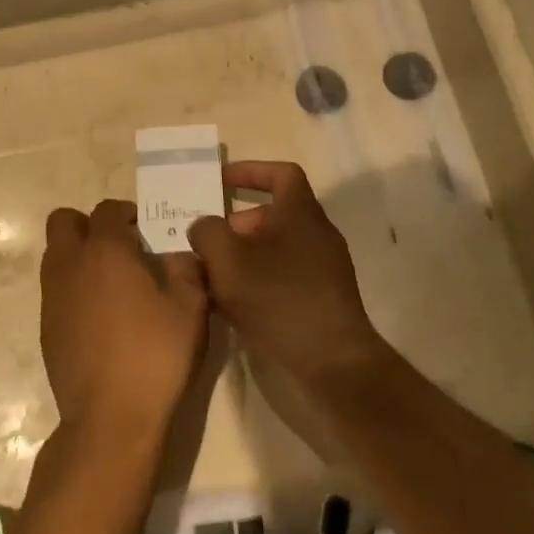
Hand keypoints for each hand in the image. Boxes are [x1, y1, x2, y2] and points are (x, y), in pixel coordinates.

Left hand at [40, 199, 209, 446]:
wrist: (110, 417)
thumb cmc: (155, 355)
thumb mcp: (190, 309)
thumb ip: (186, 270)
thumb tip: (178, 253)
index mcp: (105, 252)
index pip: (106, 210)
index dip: (126, 213)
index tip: (145, 229)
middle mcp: (70, 265)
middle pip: (63, 222)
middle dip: (88, 225)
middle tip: (120, 247)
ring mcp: (51, 297)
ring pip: (55, 255)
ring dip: (78, 255)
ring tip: (111, 282)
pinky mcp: (45, 327)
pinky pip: (54, 290)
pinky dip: (72, 288)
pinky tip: (100, 317)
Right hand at [188, 162, 384, 395]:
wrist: (331, 361)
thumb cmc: (278, 297)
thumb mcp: (227, 259)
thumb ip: (207, 232)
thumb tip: (203, 227)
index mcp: (300, 213)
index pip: (281, 174)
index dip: (250, 172)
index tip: (219, 181)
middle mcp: (316, 235)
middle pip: (270, 217)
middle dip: (232, 227)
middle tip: (201, 244)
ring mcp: (321, 270)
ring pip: (271, 251)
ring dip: (238, 258)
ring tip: (207, 277)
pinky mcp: (319, 300)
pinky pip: (280, 278)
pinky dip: (253, 283)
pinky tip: (228, 306)